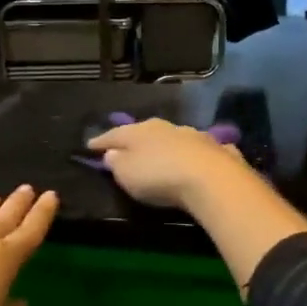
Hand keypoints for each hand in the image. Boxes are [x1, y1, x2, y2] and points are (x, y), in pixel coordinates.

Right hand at [87, 118, 246, 209]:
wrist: (211, 178)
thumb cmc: (158, 176)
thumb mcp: (127, 174)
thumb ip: (117, 162)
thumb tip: (112, 153)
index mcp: (139, 131)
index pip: (114, 134)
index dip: (101, 141)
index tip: (89, 146)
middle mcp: (166, 127)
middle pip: (144, 131)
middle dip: (134, 139)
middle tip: (125, 147)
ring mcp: (194, 135)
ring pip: (172, 137)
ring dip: (164, 145)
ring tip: (159, 155)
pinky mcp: (217, 149)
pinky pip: (199, 149)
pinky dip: (192, 154)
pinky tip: (194, 159)